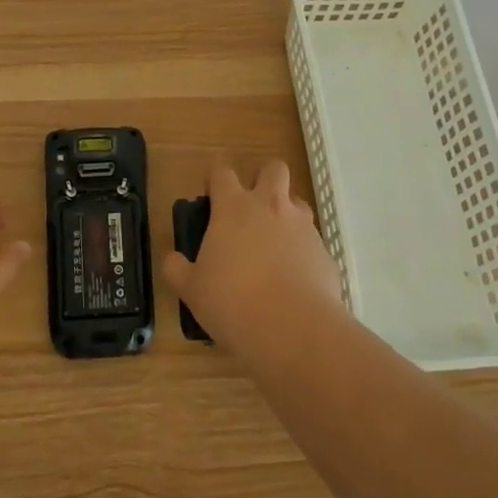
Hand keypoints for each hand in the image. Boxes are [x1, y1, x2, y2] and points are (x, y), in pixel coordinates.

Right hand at [160, 159, 344, 354]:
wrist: (294, 329)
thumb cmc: (233, 302)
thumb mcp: (192, 290)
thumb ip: (177, 269)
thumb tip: (172, 259)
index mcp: (233, 207)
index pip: (222, 171)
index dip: (215, 179)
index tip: (211, 197)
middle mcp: (270, 206)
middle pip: (273, 168)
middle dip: (263, 178)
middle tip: (251, 208)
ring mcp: (302, 226)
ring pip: (297, 201)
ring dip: (286, 213)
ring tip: (274, 244)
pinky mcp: (325, 252)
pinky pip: (312, 240)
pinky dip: (302, 251)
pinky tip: (294, 279)